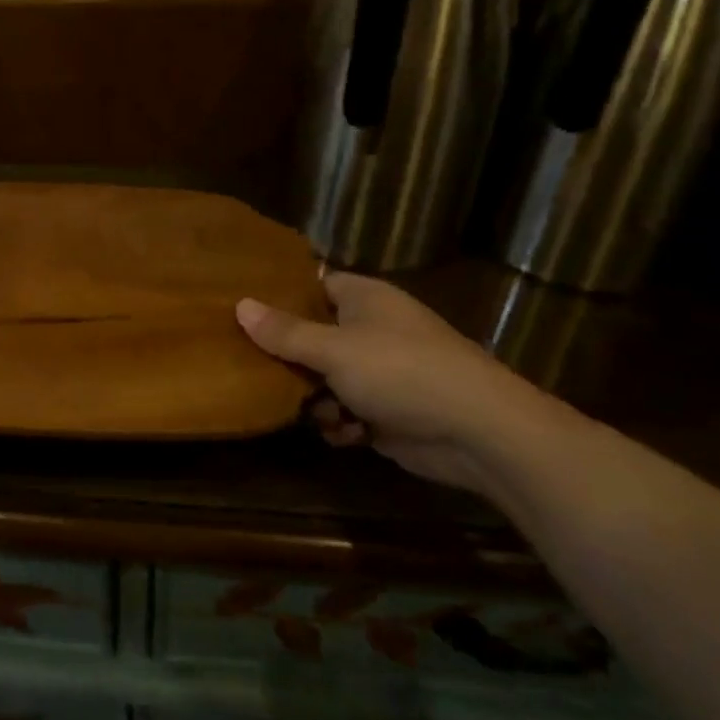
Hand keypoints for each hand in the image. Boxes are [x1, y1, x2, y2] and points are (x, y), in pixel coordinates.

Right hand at [236, 273, 573, 497]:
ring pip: (326, 378)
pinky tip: (344, 434)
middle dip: (290, 357)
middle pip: (314, 335)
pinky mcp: (389, 410)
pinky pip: (347, 410)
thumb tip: (240, 305)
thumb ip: (285, 332)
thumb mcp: (334, 349)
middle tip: (255, 368)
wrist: (479, 432)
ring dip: (315, 398)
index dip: (281, 297)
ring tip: (313, 411)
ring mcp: (382, 371)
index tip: (244, 310)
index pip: (313, 285)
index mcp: (364, 298)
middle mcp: (372, 329)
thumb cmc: (401, 372)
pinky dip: (342, 423)